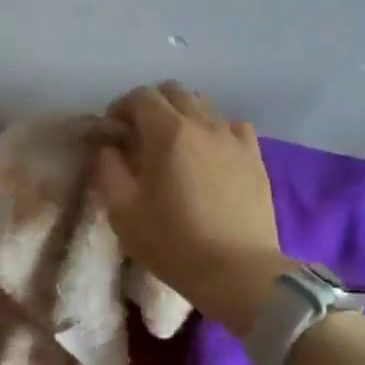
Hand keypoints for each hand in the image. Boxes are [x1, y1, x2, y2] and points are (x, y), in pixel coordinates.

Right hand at [94, 83, 284, 334]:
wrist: (237, 272)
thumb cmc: (173, 243)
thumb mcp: (123, 212)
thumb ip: (109, 170)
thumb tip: (109, 148)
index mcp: (167, 133)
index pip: (140, 97)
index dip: (121, 108)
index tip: (113, 131)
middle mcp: (202, 124)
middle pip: (173, 92)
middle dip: (151, 106)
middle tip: (139, 135)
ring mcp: (233, 138)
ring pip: (203, 105)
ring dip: (182, 115)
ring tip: (174, 146)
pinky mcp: (255, 156)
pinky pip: (232, 126)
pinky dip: (214, 130)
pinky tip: (209, 155)